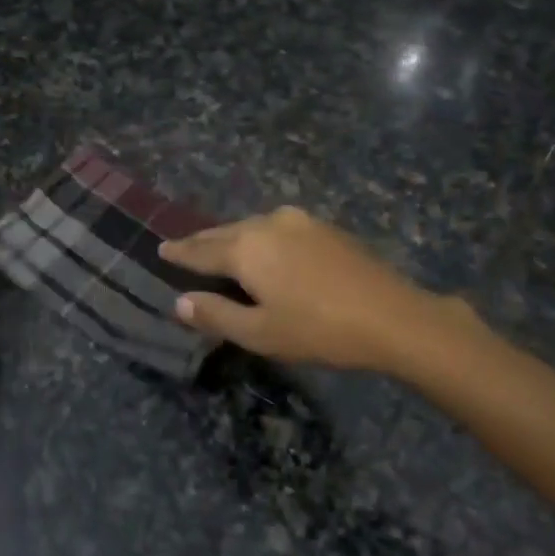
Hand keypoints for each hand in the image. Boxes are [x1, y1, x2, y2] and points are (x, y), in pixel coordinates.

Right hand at [160, 206, 458, 371]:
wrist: (392, 316)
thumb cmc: (319, 330)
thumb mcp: (260, 333)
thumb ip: (216, 315)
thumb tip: (180, 303)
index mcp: (247, 248)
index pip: (202, 250)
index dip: (180, 253)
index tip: (161, 249)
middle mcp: (268, 224)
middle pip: (226, 232)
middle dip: (203, 241)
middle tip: (183, 246)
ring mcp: (300, 221)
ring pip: (253, 227)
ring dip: (233, 238)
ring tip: (220, 248)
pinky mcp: (325, 228)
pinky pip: (277, 228)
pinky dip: (260, 238)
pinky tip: (265, 250)